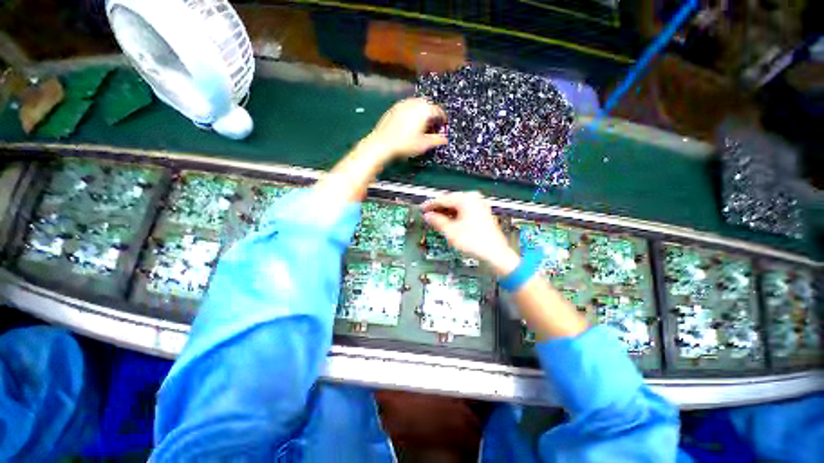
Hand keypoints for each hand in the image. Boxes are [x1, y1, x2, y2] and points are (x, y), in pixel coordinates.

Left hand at [365, 98, 447, 159]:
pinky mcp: (394, 107)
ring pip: (417, 106)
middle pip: (428, 106)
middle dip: (432, 116)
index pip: (439, 111)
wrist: (382, 143)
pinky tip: (409, 125)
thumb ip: (437, 140)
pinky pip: (408, 108)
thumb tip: (445, 139)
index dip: (443, 120)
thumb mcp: (424, 144)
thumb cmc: (405, 144)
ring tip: (421, 127)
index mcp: (425, 109)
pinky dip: (412, 114)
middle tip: (433, 128)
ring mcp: (403, 103)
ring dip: (422, 114)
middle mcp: (415, 102)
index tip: (443, 128)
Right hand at [421, 191, 520, 276]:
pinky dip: (454, 216)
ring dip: (446, 213)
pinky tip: (448, 222)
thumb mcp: (451, 231)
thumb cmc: (476, 242)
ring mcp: (479, 206)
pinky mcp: (481, 213)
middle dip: (438, 209)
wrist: (495, 254)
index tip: (422, 208)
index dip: (430, 205)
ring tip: (436, 220)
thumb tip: (428, 216)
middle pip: (450, 201)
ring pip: (457, 206)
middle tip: (427, 215)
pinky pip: (464, 211)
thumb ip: (437, 221)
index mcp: (467, 199)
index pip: (443, 199)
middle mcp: (474, 199)